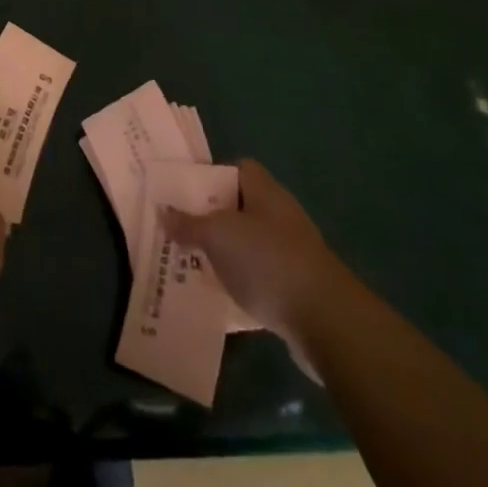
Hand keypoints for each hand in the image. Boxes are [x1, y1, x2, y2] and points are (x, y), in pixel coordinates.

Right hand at [166, 159, 347, 358]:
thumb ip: (189, 223)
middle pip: (240, 206)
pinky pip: (259, 273)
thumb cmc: (267, 261)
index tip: (184, 194)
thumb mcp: (218, 236)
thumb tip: (163, 210)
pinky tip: (221, 294)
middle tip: (180, 231)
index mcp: (265, 190)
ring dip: (224, 252)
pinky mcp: (296, 284)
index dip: (211, 176)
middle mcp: (280, 213)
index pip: (238, 168)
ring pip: (248, 242)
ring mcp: (291, 250)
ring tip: (192, 263)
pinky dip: (241, 280)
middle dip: (211, 218)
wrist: (324, 319)